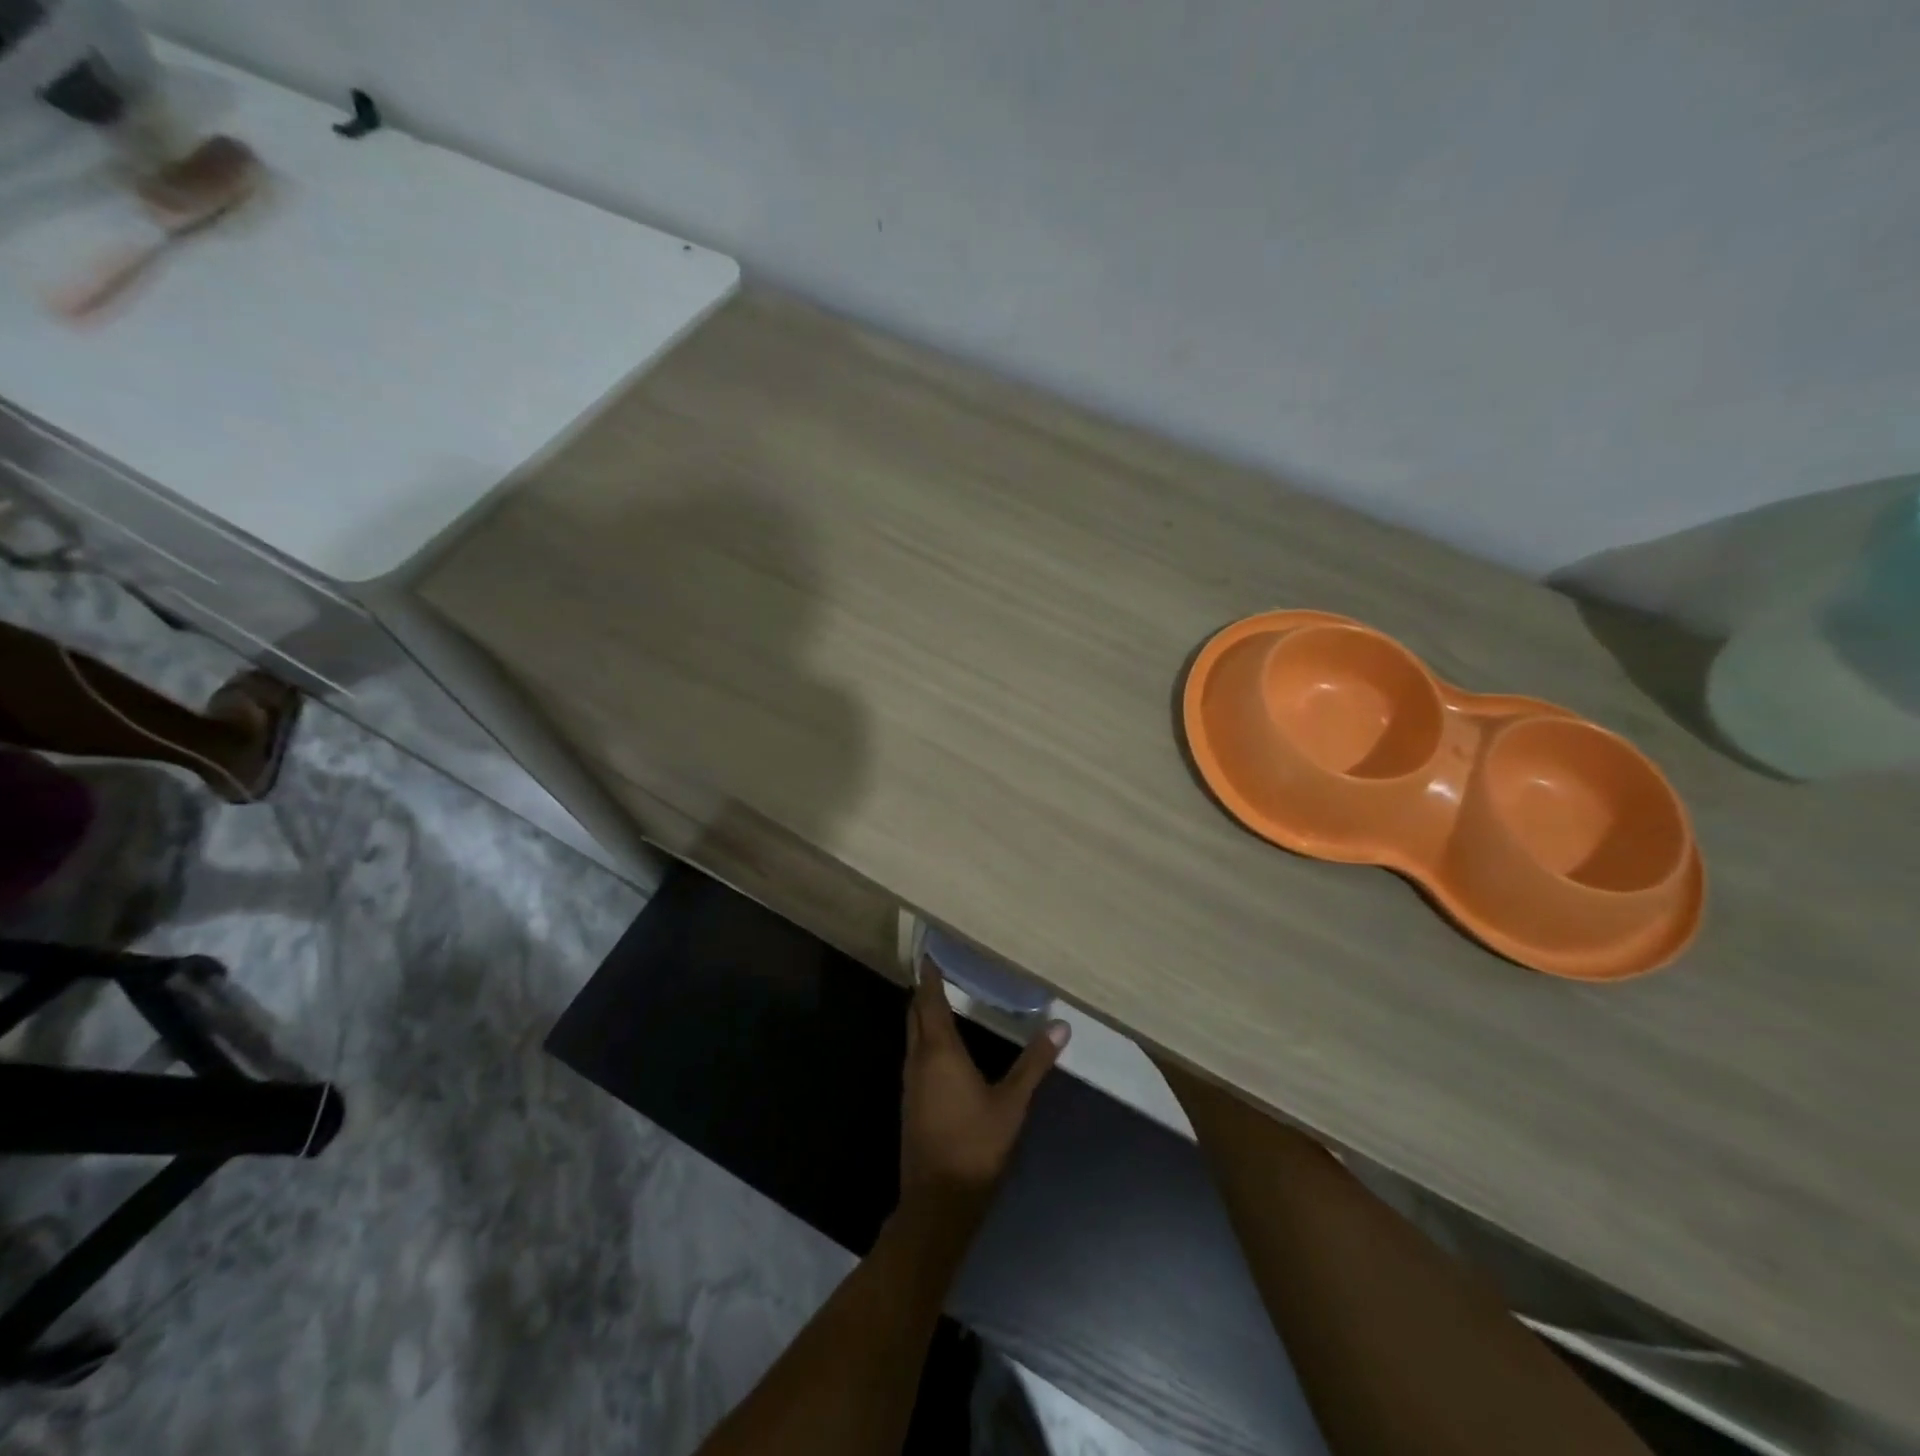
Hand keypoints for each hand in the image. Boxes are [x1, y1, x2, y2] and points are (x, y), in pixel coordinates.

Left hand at [900, 968, 1069, 1206]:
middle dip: (925, 992)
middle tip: (939, 971)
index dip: (929, 976)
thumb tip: (1061, 1026)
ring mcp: (911, 1083)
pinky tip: (943, 1048)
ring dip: (923, 1016)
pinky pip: (915, 1056)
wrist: (938, 1201)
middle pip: (915, 1015)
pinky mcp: (912, 1102)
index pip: (929, 1001)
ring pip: (913, 1037)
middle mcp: (918, 1060)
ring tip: (943, 1000)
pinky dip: (925, 1039)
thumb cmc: (976, 1145)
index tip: (930, 953)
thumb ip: (1035, 1063)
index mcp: (939, 1051)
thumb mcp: (1012, 1103)